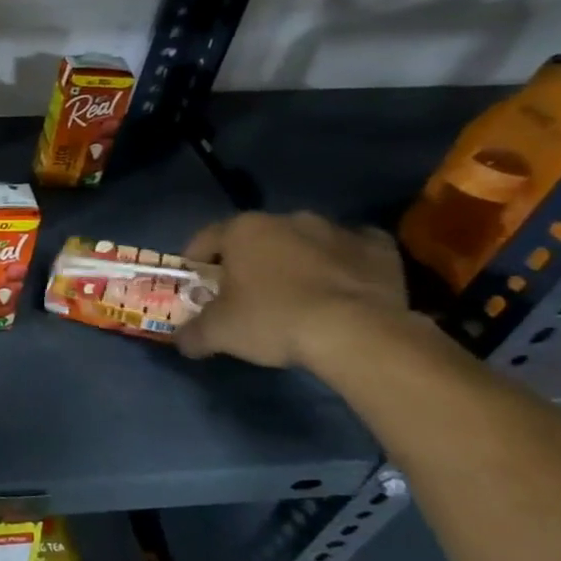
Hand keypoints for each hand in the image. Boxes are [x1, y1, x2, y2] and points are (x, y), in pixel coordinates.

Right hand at [174, 211, 408, 369]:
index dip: (196, 262)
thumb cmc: (273, 320)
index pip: (205, 239)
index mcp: (243, 229)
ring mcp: (337, 230)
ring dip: (296, 261)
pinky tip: (340, 290)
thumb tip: (181, 342)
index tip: (197, 285)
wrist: (359, 332)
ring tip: (296, 295)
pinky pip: (352, 251)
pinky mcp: (379, 247)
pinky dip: (342, 264)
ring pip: (304, 242)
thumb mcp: (218, 333)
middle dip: (248, 261)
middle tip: (245, 293)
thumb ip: (193, 333)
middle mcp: (288, 219)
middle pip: (257, 238)